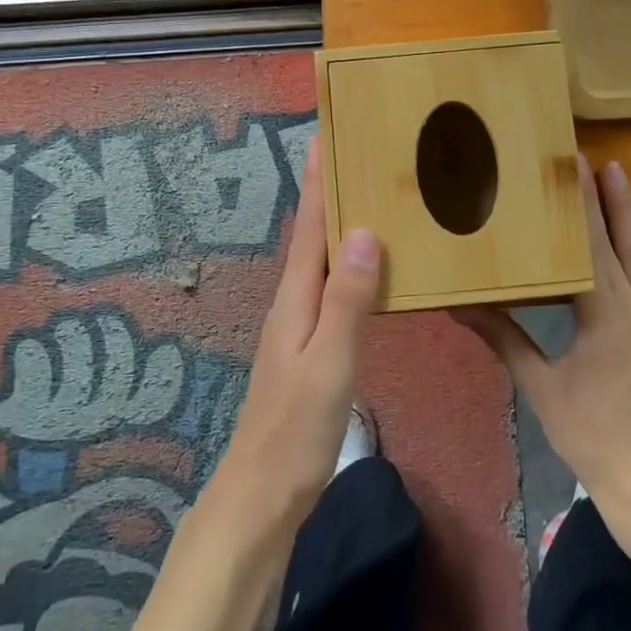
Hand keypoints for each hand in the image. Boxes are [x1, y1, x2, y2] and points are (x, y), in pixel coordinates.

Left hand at [209, 143, 380, 532]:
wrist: (263, 494)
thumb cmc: (297, 427)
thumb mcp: (330, 360)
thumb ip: (349, 298)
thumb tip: (363, 230)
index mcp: (296, 298)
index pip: (308, 226)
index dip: (317, 181)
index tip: (326, 136)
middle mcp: (293, 302)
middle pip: (312, 236)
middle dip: (328, 192)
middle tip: (357, 155)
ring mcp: (299, 326)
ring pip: (321, 261)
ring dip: (337, 225)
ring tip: (367, 198)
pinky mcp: (310, 347)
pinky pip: (332, 288)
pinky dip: (347, 264)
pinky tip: (366, 268)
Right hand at [458, 156, 630, 519]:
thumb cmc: (588, 432)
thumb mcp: (540, 385)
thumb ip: (503, 338)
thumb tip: (458, 307)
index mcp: (603, 317)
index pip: (586, 249)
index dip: (576, 207)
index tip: (567, 169)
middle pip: (613, 242)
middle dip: (597, 197)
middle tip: (584, 157)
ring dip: (630, 210)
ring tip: (618, 170)